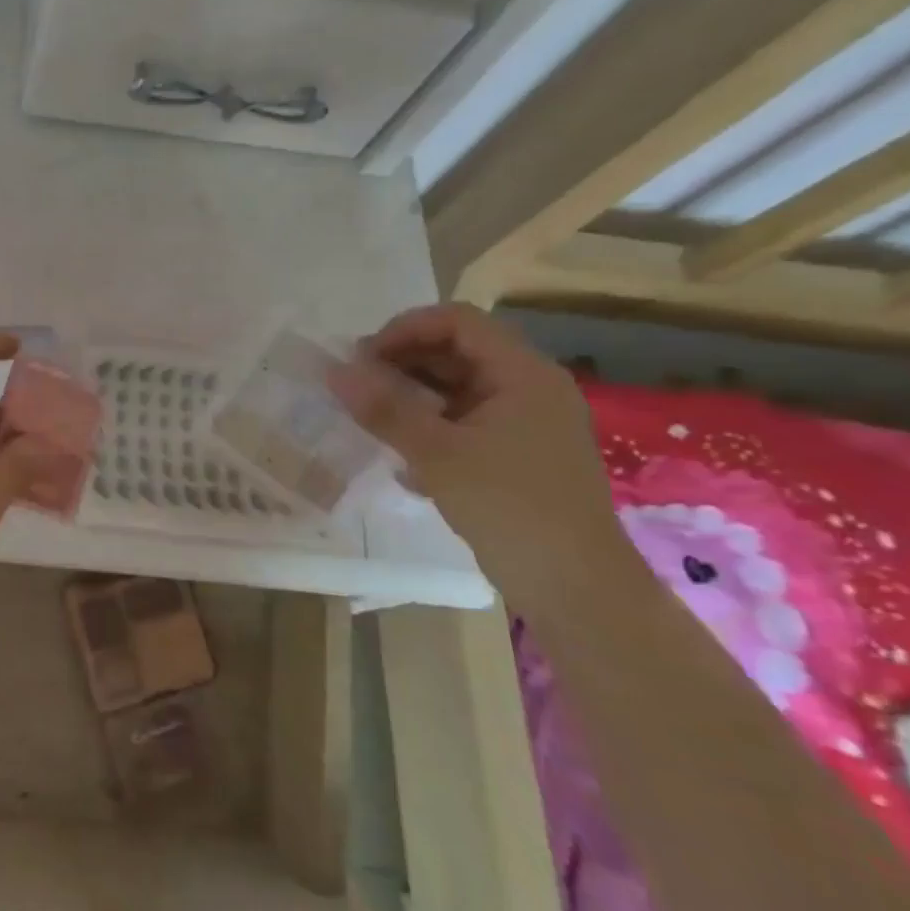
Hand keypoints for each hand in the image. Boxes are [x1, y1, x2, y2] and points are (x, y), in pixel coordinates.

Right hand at [327, 303, 621, 601]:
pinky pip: (463, 421)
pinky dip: (428, 426)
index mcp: (523, 374)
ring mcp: (525, 423)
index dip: (405, 329)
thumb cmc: (510, 508)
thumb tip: (334, 371)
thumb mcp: (437, 454)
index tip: (362, 358)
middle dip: (402, 362)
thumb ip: (384, 408)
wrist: (575, 588)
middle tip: (356, 387)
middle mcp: (529, 388)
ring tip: (370, 418)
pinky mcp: (516, 455)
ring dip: (410, 396)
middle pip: (456, 351)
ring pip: (457, 388)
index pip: (457, 321)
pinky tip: (402, 459)